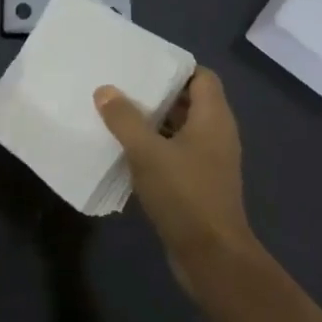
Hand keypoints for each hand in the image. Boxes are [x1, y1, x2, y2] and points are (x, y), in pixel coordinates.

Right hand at [94, 68, 263, 296]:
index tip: (142, 65)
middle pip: (189, 101)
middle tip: (121, 86)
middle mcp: (216, 134)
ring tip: (116, 114)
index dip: (175, 67)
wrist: (211, 256)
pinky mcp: (199, 184)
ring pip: (180, 130)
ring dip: (152, 123)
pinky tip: (125, 152)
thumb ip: (125, 119)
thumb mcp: (147, 152)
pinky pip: (176, 154)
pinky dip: (155, 148)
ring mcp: (209, 161)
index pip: (201, 77)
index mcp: (213, 118)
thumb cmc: (185, 194)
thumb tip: (105, 90)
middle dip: (157, 94)